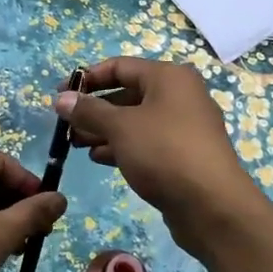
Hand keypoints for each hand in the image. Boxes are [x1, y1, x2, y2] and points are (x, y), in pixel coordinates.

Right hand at [56, 58, 269, 255]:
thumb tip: (62, 98)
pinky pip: (146, 143)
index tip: (59, 95)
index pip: (120, 66)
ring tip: (76, 145)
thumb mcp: (121, 127)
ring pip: (135, 121)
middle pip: (127, 94)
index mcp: (169, 77)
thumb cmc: (164, 152)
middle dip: (94, 109)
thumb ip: (89, 110)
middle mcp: (179, 96)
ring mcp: (184, 127)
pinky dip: (122, 146)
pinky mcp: (183, 155)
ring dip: (104, 130)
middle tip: (65, 126)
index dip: (87, 78)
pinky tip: (99, 158)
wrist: (212, 205)